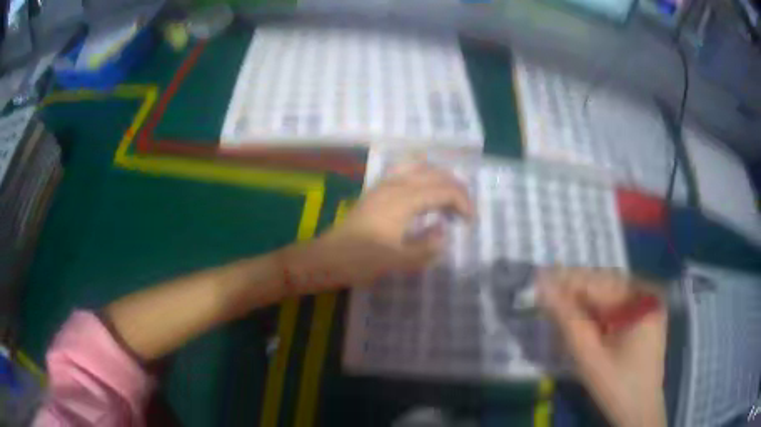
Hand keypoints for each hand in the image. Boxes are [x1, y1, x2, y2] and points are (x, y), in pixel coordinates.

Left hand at [298, 163, 473, 288]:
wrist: (327, 257)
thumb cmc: (360, 260)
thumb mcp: (398, 261)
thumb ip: (427, 247)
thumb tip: (444, 232)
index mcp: (404, 199)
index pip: (444, 190)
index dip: (463, 202)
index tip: (471, 222)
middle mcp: (395, 184)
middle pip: (434, 174)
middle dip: (455, 188)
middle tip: (464, 210)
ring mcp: (383, 184)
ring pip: (419, 167)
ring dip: (439, 178)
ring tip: (448, 197)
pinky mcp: (376, 190)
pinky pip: (405, 171)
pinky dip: (423, 176)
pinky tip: (424, 192)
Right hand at [537, 269, 667, 426]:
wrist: (640, 411)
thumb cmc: (617, 387)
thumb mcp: (590, 358)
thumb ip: (568, 321)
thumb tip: (544, 288)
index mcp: (643, 300)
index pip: (600, 282)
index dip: (567, 281)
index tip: (538, 279)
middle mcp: (649, 294)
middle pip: (606, 285)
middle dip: (575, 291)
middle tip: (544, 294)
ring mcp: (648, 305)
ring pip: (609, 295)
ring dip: (583, 302)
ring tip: (557, 306)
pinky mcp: (644, 317)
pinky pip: (616, 307)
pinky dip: (595, 313)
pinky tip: (579, 319)